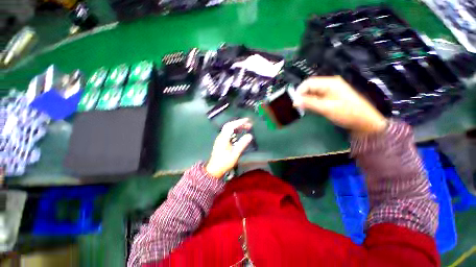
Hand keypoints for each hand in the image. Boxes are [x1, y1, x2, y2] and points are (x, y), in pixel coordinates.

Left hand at [206, 118, 253, 177]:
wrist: (214, 169)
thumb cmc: (224, 162)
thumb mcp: (235, 154)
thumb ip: (242, 144)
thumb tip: (250, 135)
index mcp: (223, 138)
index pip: (231, 126)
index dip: (239, 122)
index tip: (248, 120)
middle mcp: (221, 136)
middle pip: (229, 125)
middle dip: (239, 123)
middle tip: (249, 124)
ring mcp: (220, 138)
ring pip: (228, 128)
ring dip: (237, 126)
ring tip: (246, 127)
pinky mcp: (221, 141)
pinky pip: (228, 132)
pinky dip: (234, 130)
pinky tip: (239, 133)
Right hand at [293, 76, 386, 134]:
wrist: (364, 122)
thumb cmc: (347, 113)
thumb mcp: (326, 108)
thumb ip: (309, 103)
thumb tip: (294, 101)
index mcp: (330, 83)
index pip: (309, 83)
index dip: (299, 91)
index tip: (294, 102)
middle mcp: (330, 84)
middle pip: (310, 87)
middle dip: (302, 96)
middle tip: (298, 106)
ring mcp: (331, 91)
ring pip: (313, 93)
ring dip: (306, 100)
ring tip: (303, 108)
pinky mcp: (331, 97)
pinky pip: (317, 97)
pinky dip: (312, 102)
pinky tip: (310, 108)